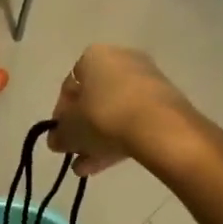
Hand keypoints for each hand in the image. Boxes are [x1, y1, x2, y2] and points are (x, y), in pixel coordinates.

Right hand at [47, 45, 202, 175]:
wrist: (159, 128)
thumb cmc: (103, 117)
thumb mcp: (70, 130)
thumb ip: (59, 135)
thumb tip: (57, 140)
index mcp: (94, 56)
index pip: (69, 86)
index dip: (61, 113)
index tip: (60, 135)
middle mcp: (121, 59)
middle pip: (94, 99)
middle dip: (82, 128)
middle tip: (75, 151)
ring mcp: (147, 80)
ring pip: (114, 111)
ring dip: (99, 138)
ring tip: (87, 167)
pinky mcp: (165, 101)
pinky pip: (134, 119)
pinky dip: (120, 138)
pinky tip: (107, 164)